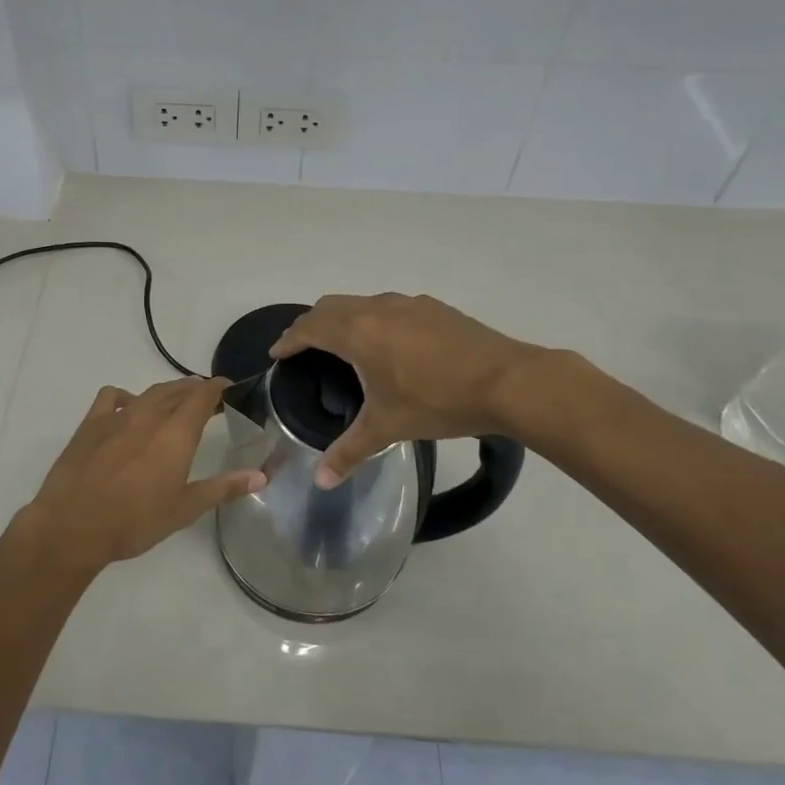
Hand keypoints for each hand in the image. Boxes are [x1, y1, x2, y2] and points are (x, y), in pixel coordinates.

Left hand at [17, 377, 265, 574]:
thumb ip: (224, 488)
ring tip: (174, 402)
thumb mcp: (185, 508)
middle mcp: (149, 415)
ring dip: (166, 392)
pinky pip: (111, 396)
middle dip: (195, 390)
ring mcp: (117, 416)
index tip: (228, 387)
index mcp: (176, 433)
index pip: (202, 395)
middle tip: (206, 399)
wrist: (73, 526)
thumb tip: (262, 475)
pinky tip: (127, 408)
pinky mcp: (91, 423)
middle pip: (177, 390)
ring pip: (149, 392)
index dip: (217, 387)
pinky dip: (125, 396)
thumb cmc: (135, 521)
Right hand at [269, 293, 542, 487]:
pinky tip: (390, 344)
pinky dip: (374, 319)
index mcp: (357, 333)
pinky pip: (389, 307)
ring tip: (344, 344)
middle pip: (330, 306)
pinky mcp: (433, 307)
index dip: (289, 340)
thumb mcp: (388, 427)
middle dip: (311, 324)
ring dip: (344, 318)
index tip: (277, 353)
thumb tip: (320, 482)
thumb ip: (350, 451)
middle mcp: (376, 308)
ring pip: (361, 302)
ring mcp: (408, 303)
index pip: (309, 328)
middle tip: (303, 347)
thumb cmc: (437, 401)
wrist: (507, 380)